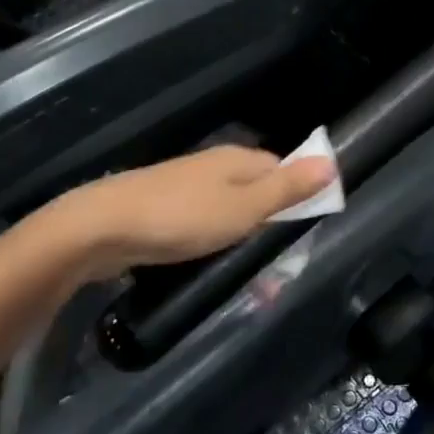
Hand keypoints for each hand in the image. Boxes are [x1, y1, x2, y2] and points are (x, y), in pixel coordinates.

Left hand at [59, 145, 336, 279]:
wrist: (101, 228)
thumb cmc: (181, 218)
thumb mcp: (243, 208)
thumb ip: (286, 189)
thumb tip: (331, 161)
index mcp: (236, 159)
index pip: (282, 166)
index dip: (298, 192)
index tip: (308, 227)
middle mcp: (212, 166)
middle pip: (256, 188)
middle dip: (271, 220)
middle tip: (280, 262)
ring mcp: (185, 187)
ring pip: (228, 208)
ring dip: (243, 237)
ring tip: (251, 274)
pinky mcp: (163, 210)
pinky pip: (202, 224)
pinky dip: (214, 242)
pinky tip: (211, 263)